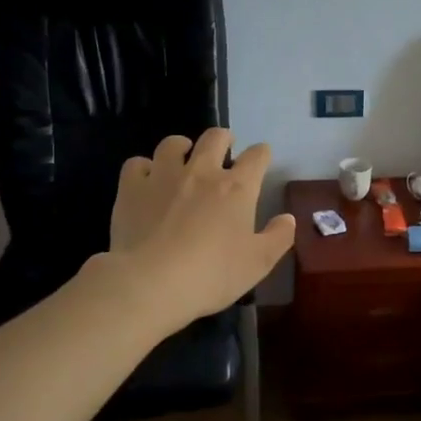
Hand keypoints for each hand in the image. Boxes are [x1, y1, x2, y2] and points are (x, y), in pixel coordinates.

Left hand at [104, 128, 295, 333]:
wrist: (151, 283)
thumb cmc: (212, 274)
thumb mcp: (258, 263)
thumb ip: (278, 237)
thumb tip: (288, 218)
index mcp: (237, 188)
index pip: (257, 156)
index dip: (262, 154)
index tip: (261, 159)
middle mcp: (202, 171)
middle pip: (215, 137)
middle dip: (224, 138)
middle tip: (224, 148)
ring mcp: (163, 176)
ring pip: (173, 144)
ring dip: (182, 147)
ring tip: (182, 157)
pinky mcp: (132, 188)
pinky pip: (137, 164)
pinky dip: (144, 169)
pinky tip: (146, 181)